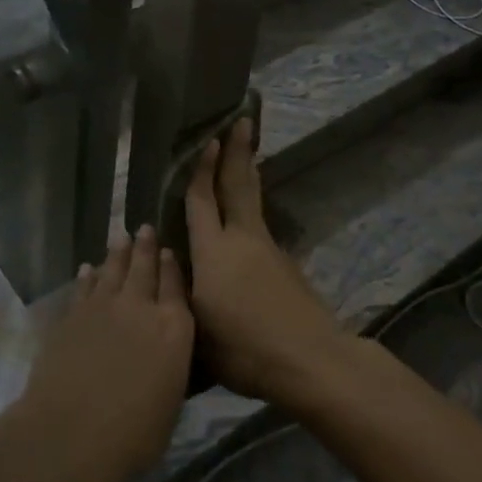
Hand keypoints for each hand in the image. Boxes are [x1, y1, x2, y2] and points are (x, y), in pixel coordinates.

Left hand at [13, 226, 193, 481]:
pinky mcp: (72, 315)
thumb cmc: (133, 435)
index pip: (176, 287)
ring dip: (118, 253)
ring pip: (113, 269)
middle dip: (146, 247)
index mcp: (174, 329)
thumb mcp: (169, 404)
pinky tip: (88, 269)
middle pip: (145, 268)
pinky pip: (84, 287)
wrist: (71, 433)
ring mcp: (103, 307)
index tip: (169, 250)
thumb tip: (164, 355)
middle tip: (145, 229)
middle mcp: (141, 307)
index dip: (172, 267)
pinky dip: (88, 276)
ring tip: (121, 237)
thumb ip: (169, 368)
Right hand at [186, 119, 347, 406]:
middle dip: (238, 152)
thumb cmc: (245, 349)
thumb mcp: (197, 330)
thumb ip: (180, 294)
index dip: (202, 170)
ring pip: (253, 202)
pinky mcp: (285, 266)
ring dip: (248, 175)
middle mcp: (242, 239)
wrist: (311, 360)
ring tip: (246, 157)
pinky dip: (252, 209)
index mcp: (214, 251)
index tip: (208, 140)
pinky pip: (260, 226)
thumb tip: (171, 267)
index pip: (203, 201)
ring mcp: (268, 250)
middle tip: (243, 120)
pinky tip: (247, 221)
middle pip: (238, 185)